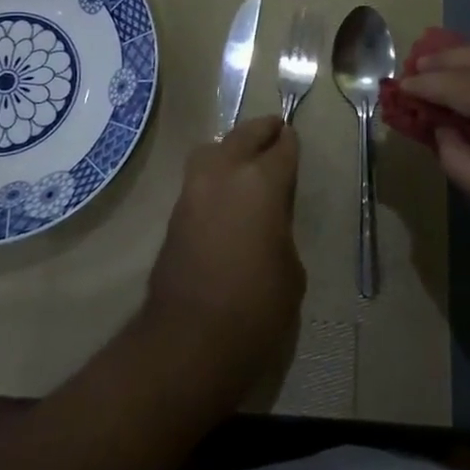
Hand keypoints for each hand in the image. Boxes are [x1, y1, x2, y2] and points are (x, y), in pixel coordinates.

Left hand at [143, 116, 304, 395]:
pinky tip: (225, 193)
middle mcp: (225, 174)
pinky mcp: (175, 214)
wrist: (189, 340)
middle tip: (274, 129)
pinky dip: (213, 174)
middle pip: (243, 135)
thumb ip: (281, 231)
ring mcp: (194, 191)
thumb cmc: (257, 307)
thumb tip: (268, 223)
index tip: (294, 139)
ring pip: (212, 150)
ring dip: (230, 148)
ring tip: (244, 159)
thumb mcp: (291, 269)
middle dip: (261, 131)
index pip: (282, 149)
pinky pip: (198, 178)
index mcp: (261, 183)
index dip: (291, 143)